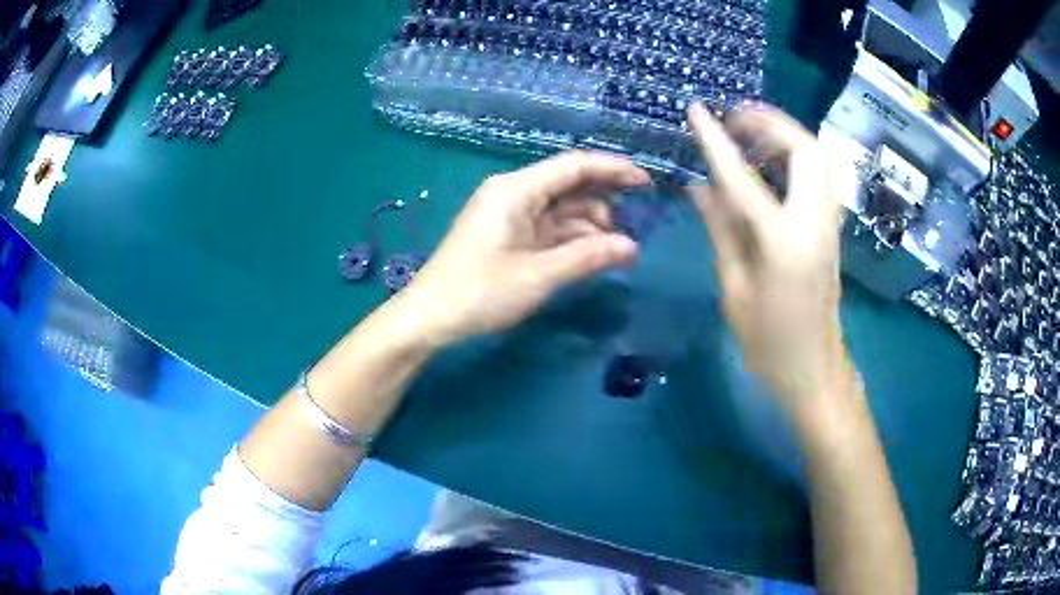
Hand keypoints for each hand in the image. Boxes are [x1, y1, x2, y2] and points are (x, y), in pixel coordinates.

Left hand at [400, 151, 650, 345]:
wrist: (429, 317)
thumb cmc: (480, 292)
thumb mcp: (539, 275)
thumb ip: (588, 257)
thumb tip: (632, 247)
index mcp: (516, 190)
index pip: (573, 166)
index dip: (613, 169)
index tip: (646, 182)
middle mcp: (514, 194)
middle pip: (569, 186)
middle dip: (605, 203)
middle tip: (639, 223)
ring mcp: (510, 215)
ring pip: (561, 210)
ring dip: (591, 228)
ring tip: (621, 253)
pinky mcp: (508, 236)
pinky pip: (548, 229)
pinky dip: (572, 240)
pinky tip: (594, 257)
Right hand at [687, 103, 855, 413]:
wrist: (815, 370)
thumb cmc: (768, 342)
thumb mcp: (734, 289)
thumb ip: (720, 230)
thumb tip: (699, 186)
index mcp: (783, 244)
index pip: (744, 179)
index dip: (717, 142)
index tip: (697, 111)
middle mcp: (815, 224)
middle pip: (806, 150)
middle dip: (770, 123)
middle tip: (735, 119)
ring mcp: (830, 225)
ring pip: (819, 159)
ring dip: (785, 136)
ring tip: (750, 135)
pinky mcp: (832, 229)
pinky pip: (819, 177)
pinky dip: (795, 157)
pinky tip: (770, 166)